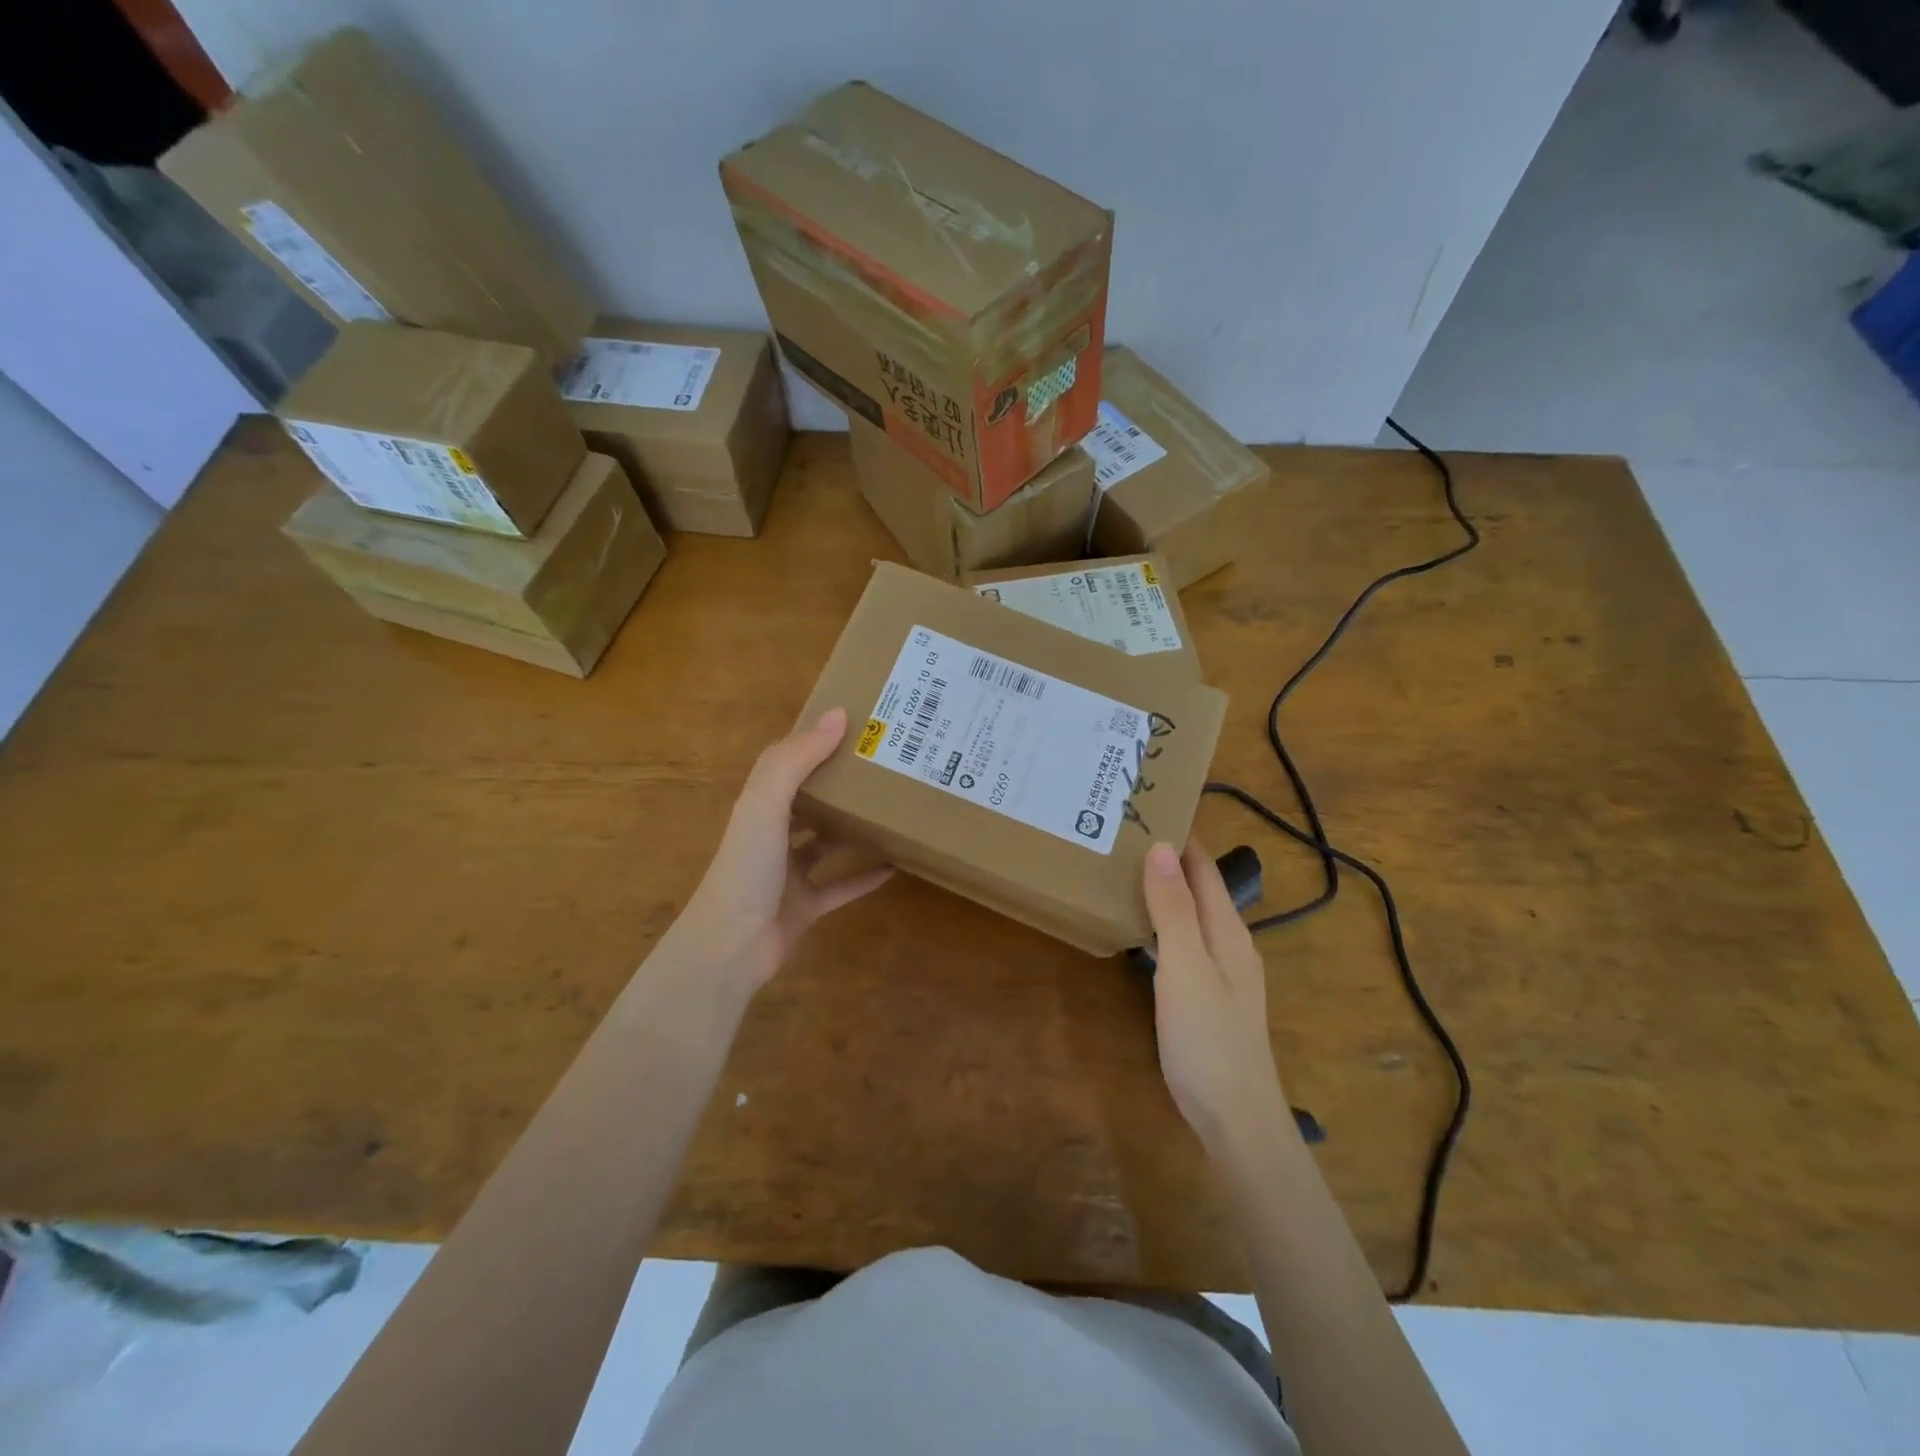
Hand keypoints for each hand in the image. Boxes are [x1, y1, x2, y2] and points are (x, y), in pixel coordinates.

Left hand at [663, 707, 892, 993]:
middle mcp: (772, 835)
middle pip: (808, 801)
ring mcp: (789, 873)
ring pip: (825, 843)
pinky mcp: (806, 906)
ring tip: (890, 810)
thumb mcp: (766, 803)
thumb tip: (838, 715)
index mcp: (759, 805)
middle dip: (838, 784)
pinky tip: (895, 865)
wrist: (731, 945)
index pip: (788, 763)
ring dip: (851, 828)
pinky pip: (841, 886)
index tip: (855, 725)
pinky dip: (865, 876)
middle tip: (881, 766)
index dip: (815, 742)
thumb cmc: (747, 867)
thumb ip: (797, 759)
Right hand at [1142, 838, 1288, 1154]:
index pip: (1203, 866)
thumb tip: (1160, 845)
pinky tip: (1139, 929)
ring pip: (1190, 914)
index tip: (1145, 805)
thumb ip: (1173, 909)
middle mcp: (1229, 942)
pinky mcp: (1207, 995)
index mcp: (1228, 929)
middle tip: (1121, 835)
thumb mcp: (1186, 967)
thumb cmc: (1209, 1038)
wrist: (1236, 1118)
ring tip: (1122, 870)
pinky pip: (1183, 940)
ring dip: (1164, 889)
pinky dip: (1162, 921)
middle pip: (1199, 887)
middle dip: (1167, 857)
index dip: (1180, 834)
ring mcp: (1221, 971)